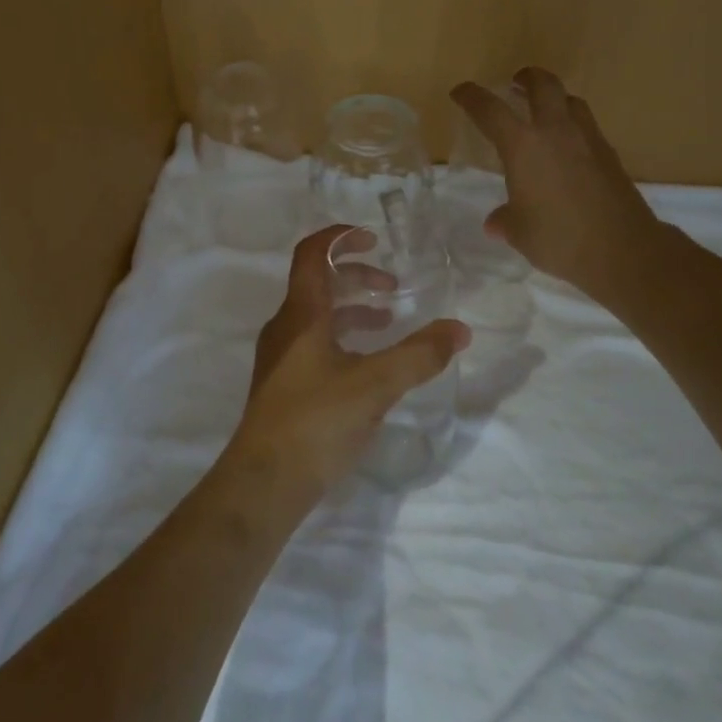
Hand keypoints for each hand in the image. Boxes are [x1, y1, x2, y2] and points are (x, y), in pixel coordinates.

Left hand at [229, 225, 468, 501]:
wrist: (263, 484)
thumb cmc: (316, 422)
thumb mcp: (376, 385)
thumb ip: (419, 355)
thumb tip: (459, 329)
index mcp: (301, 313)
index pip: (312, 253)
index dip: (340, 237)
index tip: (373, 238)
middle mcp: (285, 326)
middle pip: (318, 282)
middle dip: (356, 276)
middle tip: (392, 286)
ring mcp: (280, 356)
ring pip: (317, 315)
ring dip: (351, 309)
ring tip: (387, 322)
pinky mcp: (282, 384)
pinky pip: (314, 342)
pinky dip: (342, 337)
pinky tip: (366, 365)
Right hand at [450, 67, 667, 303]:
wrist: (625, 250)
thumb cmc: (560, 238)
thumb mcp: (521, 233)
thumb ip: (505, 221)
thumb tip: (495, 223)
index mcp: (523, 145)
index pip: (490, 110)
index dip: (471, 97)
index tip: (460, 92)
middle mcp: (556, 131)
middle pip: (544, 85)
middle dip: (527, 77)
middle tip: (516, 82)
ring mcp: (588, 139)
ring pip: (571, 101)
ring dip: (555, 99)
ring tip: (545, 112)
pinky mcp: (610, 155)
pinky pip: (587, 127)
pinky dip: (573, 126)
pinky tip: (569, 149)